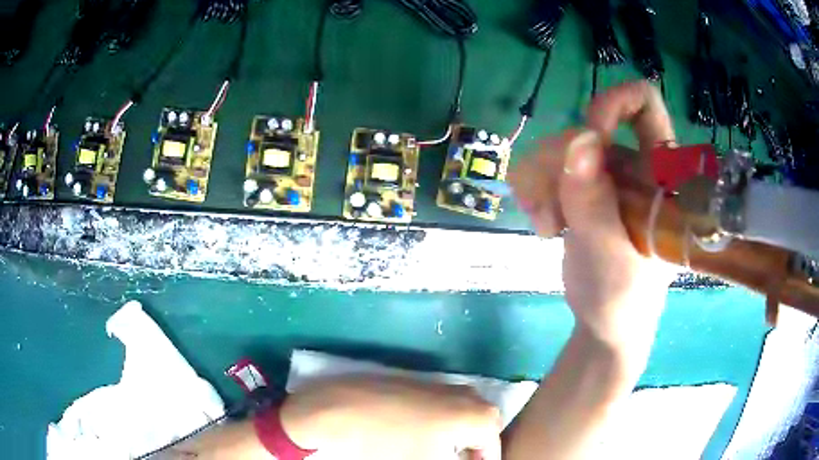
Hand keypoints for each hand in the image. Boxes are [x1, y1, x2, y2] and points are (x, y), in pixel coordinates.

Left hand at [279, 376, 501, 459]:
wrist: (337, 412)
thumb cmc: (389, 445)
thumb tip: (454, 456)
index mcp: (476, 414)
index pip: (492, 446)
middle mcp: (464, 393)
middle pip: (481, 425)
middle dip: (472, 446)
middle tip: (456, 459)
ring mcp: (437, 383)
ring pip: (459, 411)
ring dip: (454, 432)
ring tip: (434, 450)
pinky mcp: (412, 380)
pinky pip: (438, 402)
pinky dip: (436, 419)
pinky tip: (413, 431)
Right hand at [509, 81, 676, 348]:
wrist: (605, 323)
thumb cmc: (621, 299)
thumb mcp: (610, 258)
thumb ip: (596, 204)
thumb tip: (580, 141)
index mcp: (658, 175)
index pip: (647, 106)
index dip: (617, 103)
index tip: (592, 134)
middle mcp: (632, 163)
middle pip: (585, 128)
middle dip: (559, 165)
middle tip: (553, 212)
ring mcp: (605, 174)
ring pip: (557, 146)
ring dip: (540, 182)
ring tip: (547, 225)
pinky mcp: (581, 187)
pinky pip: (543, 164)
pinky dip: (533, 189)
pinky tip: (543, 222)